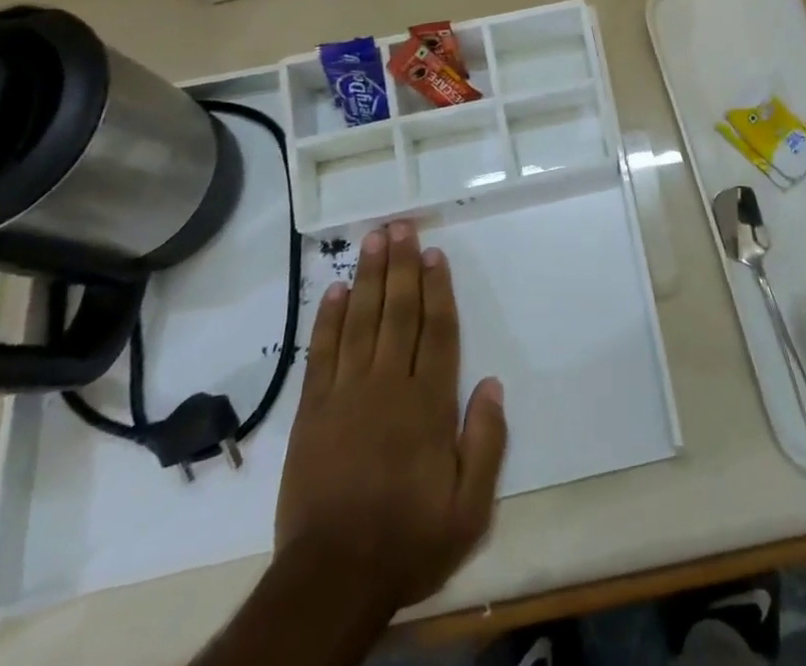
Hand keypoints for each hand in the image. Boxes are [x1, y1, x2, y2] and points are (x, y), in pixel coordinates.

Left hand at [275, 221, 507, 613]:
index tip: (434, 253)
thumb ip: (486, 443)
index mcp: (428, 404)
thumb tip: (493, 384)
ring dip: (367, 278)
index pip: (437, 331)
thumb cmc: (408, 540)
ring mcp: (346, 394)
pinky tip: (334, 291)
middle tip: (400, 226)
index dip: (437, 289)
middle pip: (398, 313)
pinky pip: (322, 353)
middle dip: (401, 266)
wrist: (332, 579)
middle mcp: (388, 386)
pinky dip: (328, 319)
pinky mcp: (312, 411)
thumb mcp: (469, 508)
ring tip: (372, 240)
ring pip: (360, 321)